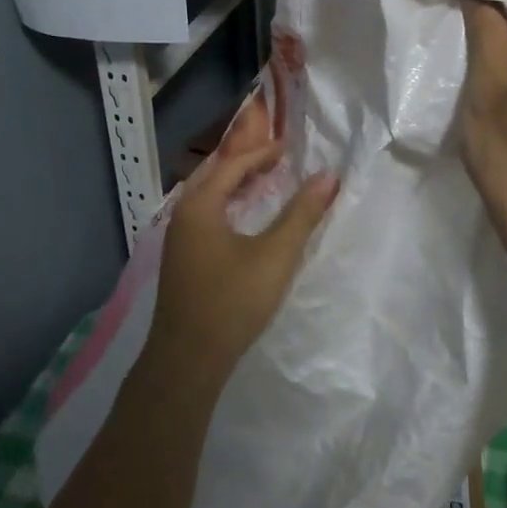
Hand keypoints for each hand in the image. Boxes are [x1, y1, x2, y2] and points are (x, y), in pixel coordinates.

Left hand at [145, 94, 338, 388]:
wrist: (187, 360)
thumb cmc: (232, 302)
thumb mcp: (275, 256)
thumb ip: (302, 214)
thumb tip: (328, 176)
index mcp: (199, 205)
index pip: (231, 164)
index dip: (261, 152)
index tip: (289, 147)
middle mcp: (182, 215)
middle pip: (214, 174)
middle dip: (244, 161)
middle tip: (276, 156)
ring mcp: (178, 239)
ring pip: (207, 195)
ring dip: (234, 182)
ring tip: (264, 179)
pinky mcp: (181, 259)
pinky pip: (204, 214)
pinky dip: (226, 203)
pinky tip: (243, 216)